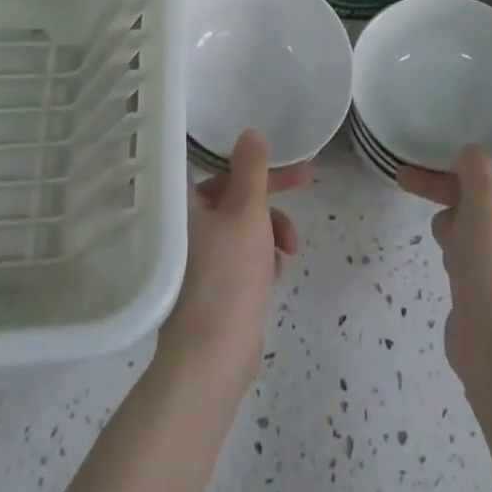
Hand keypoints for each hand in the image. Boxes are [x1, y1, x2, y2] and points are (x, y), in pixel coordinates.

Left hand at [158, 131, 308, 385]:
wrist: (211, 359)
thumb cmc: (228, 274)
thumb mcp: (247, 212)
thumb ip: (252, 169)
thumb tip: (250, 132)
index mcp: (185, 203)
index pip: (220, 165)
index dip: (255, 160)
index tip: (286, 158)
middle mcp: (186, 225)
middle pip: (235, 194)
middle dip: (271, 195)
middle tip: (307, 184)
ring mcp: (197, 258)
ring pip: (242, 226)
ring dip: (271, 230)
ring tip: (288, 251)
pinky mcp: (212, 287)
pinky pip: (242, 256)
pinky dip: (261, 258)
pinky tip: (276, 273)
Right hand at [397, 110, 491, 386]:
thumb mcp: (485, 208)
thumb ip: (476, 169)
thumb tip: (472, 153)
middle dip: (464, 160)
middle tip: (440, 133)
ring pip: (479, 203)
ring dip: (449, 195)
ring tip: (408, 180)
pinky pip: (472, 234)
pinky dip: (455, 232)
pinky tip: (442, 242)